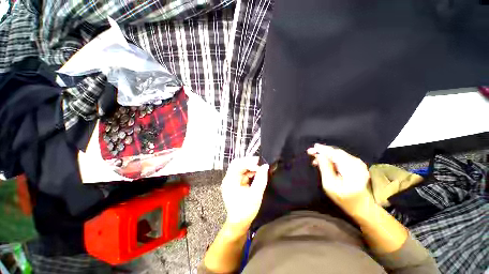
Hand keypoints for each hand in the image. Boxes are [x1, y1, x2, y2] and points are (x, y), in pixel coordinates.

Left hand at [221, 157, 268, 232]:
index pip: (237, 164)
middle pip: (237, 164)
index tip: (259, 164)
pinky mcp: (234, 183)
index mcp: (230, 180)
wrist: (238, 223)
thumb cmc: (246, 210)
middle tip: (259, 163)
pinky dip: (249, 172)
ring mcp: (231, 181)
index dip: (249, 162)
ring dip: (249, 167)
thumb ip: (261, 179)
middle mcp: (228, 178)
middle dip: (249, 162)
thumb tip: (265, 166)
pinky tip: (255, 174)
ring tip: (259, 169)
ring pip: (240, 168)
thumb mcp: (256, 194)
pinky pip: (241, 173)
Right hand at [307, 144, 373, 216]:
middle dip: (323, 151)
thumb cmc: (344, 199)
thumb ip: (325, 168)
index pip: (335, 154)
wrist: (361, 207)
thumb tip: (319, 155)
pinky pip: (342, 157)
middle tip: (311, 153)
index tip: (310, 149)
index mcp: (352, 170)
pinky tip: (325, 162)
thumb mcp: (330, 185)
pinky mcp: (358, 165)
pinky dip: (332, 158)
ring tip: (316, 160)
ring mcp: (359, 164)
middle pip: (337, 152)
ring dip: (326, 155)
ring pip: (338, 154)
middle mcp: (357, 164)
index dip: (322, 150)